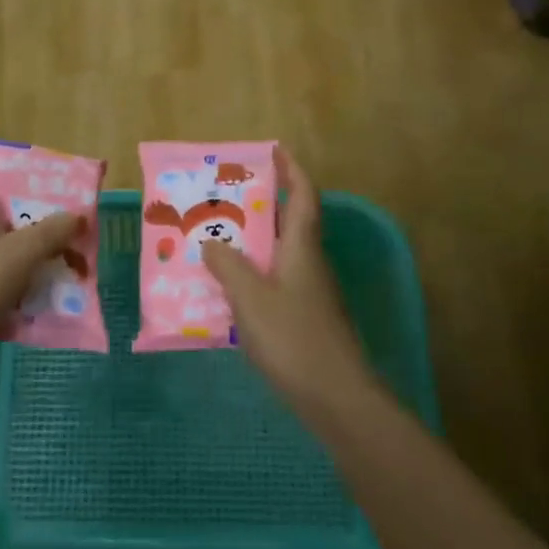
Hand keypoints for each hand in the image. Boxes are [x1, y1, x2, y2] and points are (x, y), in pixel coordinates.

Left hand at [0, 172, 81, 343]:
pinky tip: (29, 287)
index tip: (50, 181)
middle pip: (0, 204)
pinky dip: (7, 267)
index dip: (22, 169)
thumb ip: (54, 230)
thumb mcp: (23, 253)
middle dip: (33, 214)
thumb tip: (78, 215)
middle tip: (63, 224)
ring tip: (55, 258)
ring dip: (23, 245)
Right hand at [204, 149, 373, 411]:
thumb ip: (228, 265)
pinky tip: (225, 291)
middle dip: (260, 205)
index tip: (272, 150)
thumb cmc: (294, 339)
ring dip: (252, 243)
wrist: (336, 399)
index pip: (303, 195)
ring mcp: (309, 293)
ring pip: (279, 255)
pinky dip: (252, 276)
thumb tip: (211, 242)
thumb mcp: (251, 298)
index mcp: (302, 248)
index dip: (291, 169)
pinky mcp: (304, 319)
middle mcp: (310, 263)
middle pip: (289, 222)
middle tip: (223, 198)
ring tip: (213, 240)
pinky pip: (274, 283)